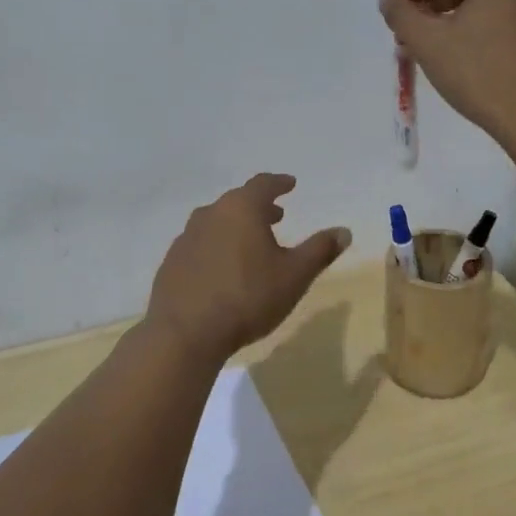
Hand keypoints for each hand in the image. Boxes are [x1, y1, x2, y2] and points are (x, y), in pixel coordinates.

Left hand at [145, 174, 351, 363]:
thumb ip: (320, 250)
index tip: (290, 183)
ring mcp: (186, 238)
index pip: (263, 184)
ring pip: (216, 222)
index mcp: (241, 209)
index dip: (279, 183)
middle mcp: (210, 214)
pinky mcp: (172, 262)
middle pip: (238, 202)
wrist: (184, 332)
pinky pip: (200, 245)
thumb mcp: (294, 276)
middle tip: (276, 216)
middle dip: (259, 207)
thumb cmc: (247, 297)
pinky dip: (217, 247)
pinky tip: (223, 269)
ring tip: (251, 244)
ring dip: (236, 227)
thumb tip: (344, 231)